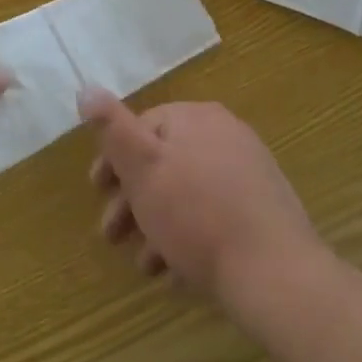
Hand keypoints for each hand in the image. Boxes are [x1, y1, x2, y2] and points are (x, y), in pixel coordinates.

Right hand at [83, 94, 323, 308]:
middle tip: (112, 236)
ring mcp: (249, 171)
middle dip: (133, 200)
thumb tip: (87, 88)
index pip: (143, 126)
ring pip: (186, 193)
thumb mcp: (143, 168)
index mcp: (196, 118)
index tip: (96, 193)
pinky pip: (214, 215)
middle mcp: (225, 134)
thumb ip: (113, 128)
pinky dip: (190, 238)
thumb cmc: (197, 215)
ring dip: (158, 226)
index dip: (114, 160)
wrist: (275, 273)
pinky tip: (177, 273)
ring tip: (145, 266)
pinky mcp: (263, 209)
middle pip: (165, 162)